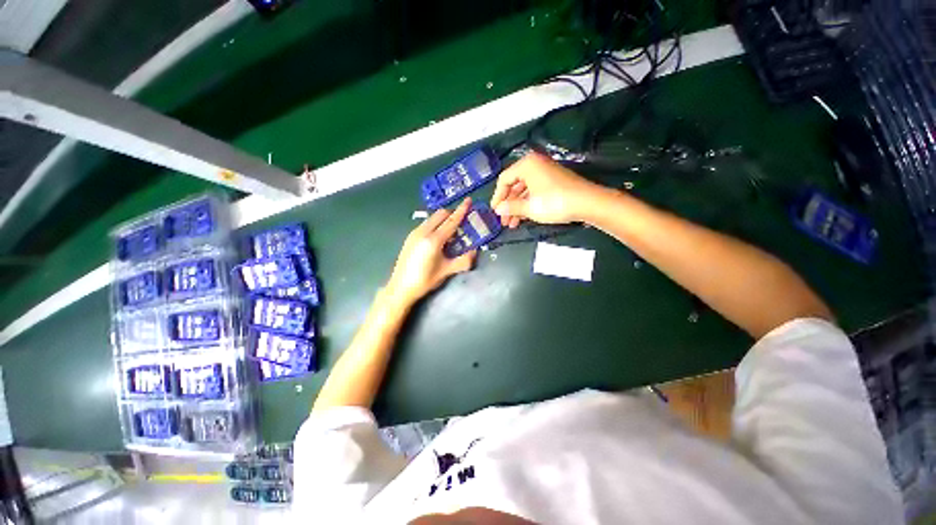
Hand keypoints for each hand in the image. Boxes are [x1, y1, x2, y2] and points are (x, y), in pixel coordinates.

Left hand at [385, 198, 477, 308]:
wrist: (400, 288)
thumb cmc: (424, 281)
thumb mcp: (446, 271)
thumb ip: (463, 261)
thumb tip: (475, 252)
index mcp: (433, 240)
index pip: (451, 221)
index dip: (461, 210)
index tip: (468, 200)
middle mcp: (423, 232)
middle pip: (440, 214)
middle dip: (452, 214)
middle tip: (463, 221)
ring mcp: (414, 233)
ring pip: (432, 218)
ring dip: (443, 220)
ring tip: (451, 232)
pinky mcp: (410, 237)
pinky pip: (426, 224)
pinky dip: (435, 225)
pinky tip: (438, 239)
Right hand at [490, 151, 601, 227]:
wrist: (587, 203)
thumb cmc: (555, 202)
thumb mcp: (530, 207)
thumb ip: (511, 207)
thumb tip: (498, 210)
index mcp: (527, 165)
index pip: (504, 180)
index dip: (497, 197)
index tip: (495, 211)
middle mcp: (535, 165)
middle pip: (514, 185)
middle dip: (508, 205)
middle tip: (503, 220)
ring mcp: (545, 173)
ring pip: (524, 190)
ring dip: (517, 207)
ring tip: (512, 224)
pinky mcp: (552, 181)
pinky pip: (534, 191)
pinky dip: (527, 204)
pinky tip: (523, 218)